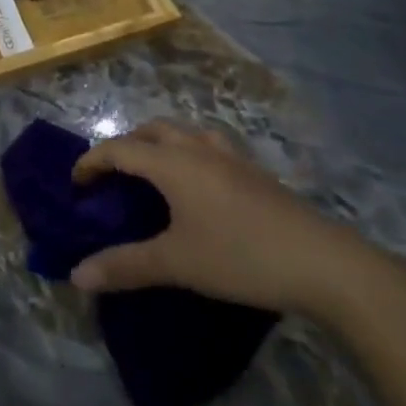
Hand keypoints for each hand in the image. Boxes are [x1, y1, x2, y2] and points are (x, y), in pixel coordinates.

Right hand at [69, 119, 372, 316]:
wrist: (330, 267)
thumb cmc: (242, 257)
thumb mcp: (178, 265)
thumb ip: (125, 266)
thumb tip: (76, 275)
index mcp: (172, 163)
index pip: (118, 149)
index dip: (91, 162)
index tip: (75, 185)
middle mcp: (198, 149)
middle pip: (151, 130)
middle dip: (125, 145)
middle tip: (113, 175)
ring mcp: (233, 159)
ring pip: (186, 133)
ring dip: (161, 143)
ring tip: (155, 172)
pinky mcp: (259, 176)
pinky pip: (212, 149)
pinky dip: (192, 155)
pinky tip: (202, 187)